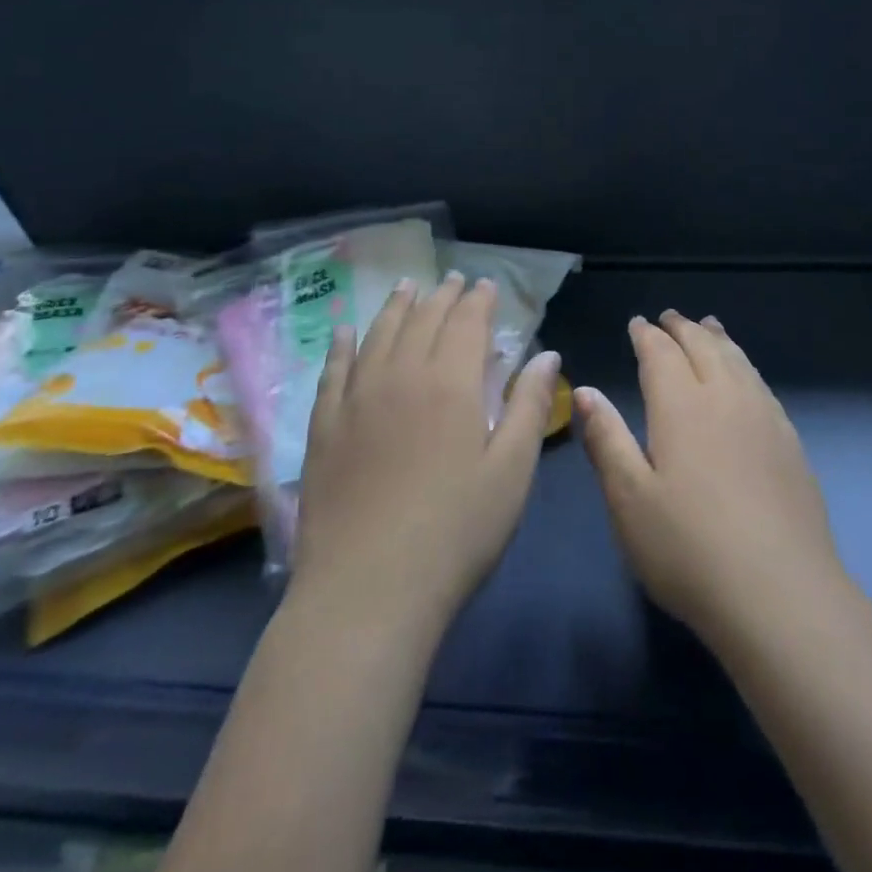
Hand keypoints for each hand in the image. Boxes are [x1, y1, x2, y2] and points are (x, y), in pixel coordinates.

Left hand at [292, 273, 557, 630]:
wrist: (367, 592)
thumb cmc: (455, 532)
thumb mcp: (511, 471)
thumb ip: (529, 406)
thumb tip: (546, 355)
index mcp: (451, 384)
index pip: (466, 323)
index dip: (478, 300)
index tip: (486, 286)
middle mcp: (401, 376)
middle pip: (423, 320)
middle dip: (442, 296)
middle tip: (453, 280)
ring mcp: (356, 400)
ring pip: (378, 335)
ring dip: (397, 307)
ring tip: (408, 287)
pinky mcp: (324, 428)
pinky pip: (332, 371)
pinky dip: (342, 345)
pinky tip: (346, 331)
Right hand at [576, 311, 846, 648]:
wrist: (780, 593)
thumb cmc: (689, 549)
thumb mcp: (629, 500)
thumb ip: (607, 439)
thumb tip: (585, 390)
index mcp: (682, 406)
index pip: (661, 353)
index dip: (647, 335)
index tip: (637, 324)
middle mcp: (726, 397)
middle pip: (703, 346)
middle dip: (683, 327)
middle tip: (669, 317)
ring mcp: (764, 416)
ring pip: (738, 360)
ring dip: (718, 338)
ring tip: (709, 326)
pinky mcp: (790, 441)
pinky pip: (761, 383)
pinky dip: (745, 364)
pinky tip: (745, 377)